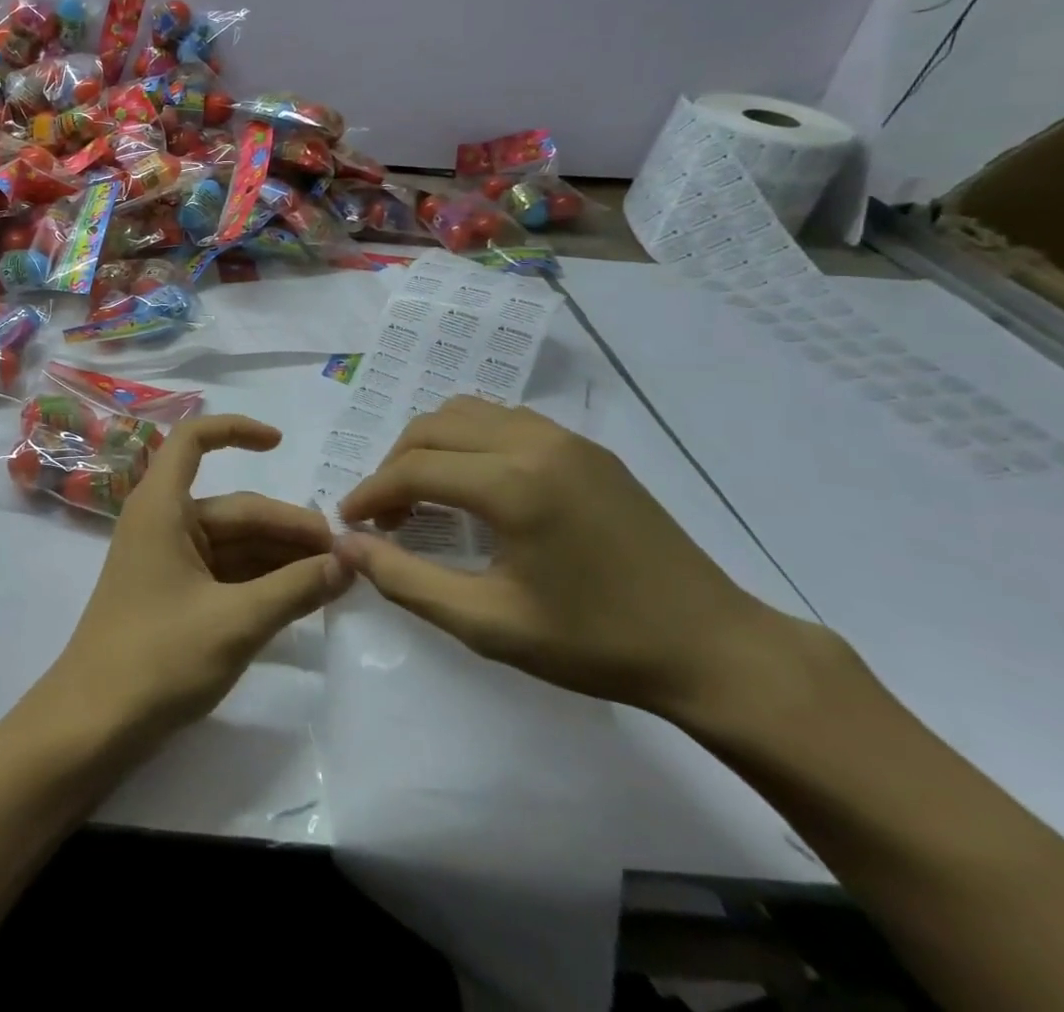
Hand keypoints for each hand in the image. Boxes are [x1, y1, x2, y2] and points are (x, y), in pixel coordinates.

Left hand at [42, 415, 351, 745]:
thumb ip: (296, 588)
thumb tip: (349, 561)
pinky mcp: (173, 594)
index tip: (281, 443)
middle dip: (288, 528)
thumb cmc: (158, 659)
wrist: (94, 724)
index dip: (235, 430)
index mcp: (162, 507)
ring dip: (281, 557)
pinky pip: (225, 571)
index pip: (193, 440)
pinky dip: (262, 580)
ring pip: (234, 543)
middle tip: (347, 555)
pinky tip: (303, 596)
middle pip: (234, 508)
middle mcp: (163, 522)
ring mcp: (167, 559)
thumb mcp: (236, 622)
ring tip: (337, 578)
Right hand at [334, 395, 782, 719]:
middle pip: (432, 428)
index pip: (414, 469)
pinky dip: (469, 440)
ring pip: (466, 412)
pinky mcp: (586, 448)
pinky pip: (504, 420)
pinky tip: (476, 485)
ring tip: (425, 495)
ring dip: (430, 446)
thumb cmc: (596, 643)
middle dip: (395, 466)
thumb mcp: (488, 625)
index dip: (370, 493)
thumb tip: (348, 546)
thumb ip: (406, 581)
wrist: (715, 650)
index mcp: (513, 484)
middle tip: (386, 515)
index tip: (350, 522)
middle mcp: (534, 442)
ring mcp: (565, 439)